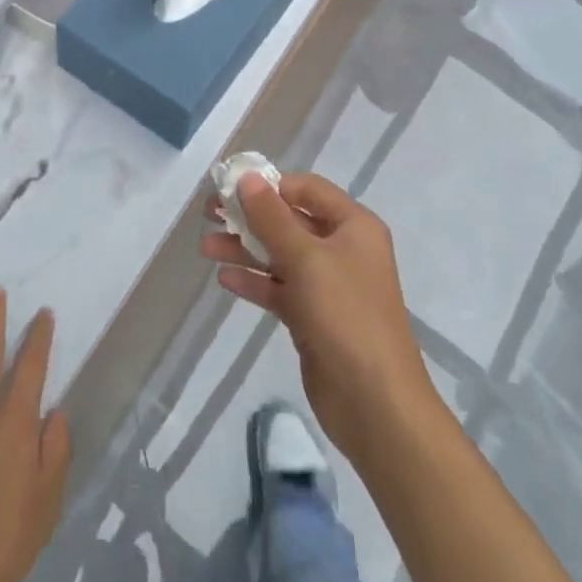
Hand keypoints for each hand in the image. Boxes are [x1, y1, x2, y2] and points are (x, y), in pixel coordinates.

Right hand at [202, 173, 433, 465]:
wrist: (375, 404)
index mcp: (353, 226)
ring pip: (280, 256)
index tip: (230, 186)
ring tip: (206, 247)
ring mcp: (328, 286)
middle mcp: (342, 250)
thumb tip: (247, 177)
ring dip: (245, 249)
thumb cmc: (346, 316)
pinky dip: (254, 281)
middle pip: (290, 221)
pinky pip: (279, 288)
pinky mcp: (313, 317)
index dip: (269, 184)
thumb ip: (271, 217)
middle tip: (209, 214)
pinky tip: (224, 278)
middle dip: (250, 216)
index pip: (307, 189)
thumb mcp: (306, 259)